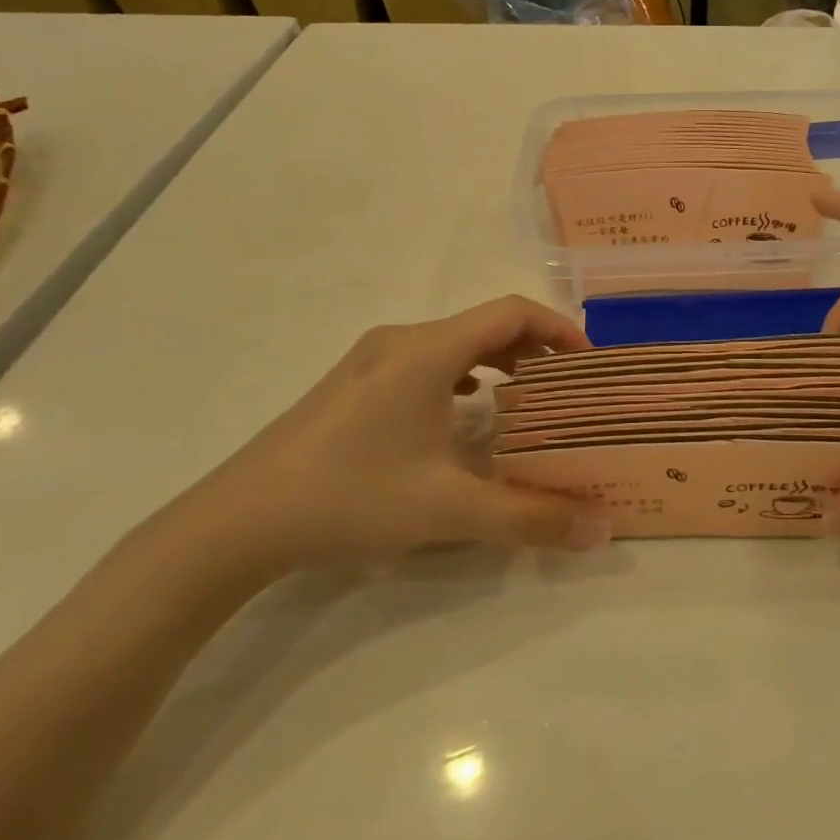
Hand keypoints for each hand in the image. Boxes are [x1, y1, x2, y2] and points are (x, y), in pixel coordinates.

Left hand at [185, 297, 610, 571]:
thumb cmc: (350, 497)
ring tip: (526, 397)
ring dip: (497, 360)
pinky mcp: (353, 384)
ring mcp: (371, 360)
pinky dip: (463, 374)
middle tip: (566, 385)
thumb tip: (601, 527)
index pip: (510, 312)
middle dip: (533, 348)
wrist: (237, 522)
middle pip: (484, 324)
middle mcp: (401, 341)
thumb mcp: (449, 510)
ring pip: (453, 343)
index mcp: (427, 350)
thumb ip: (530, 517)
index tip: (587, 361)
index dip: (557, 327)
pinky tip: (465, 411)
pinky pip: (425, 361)